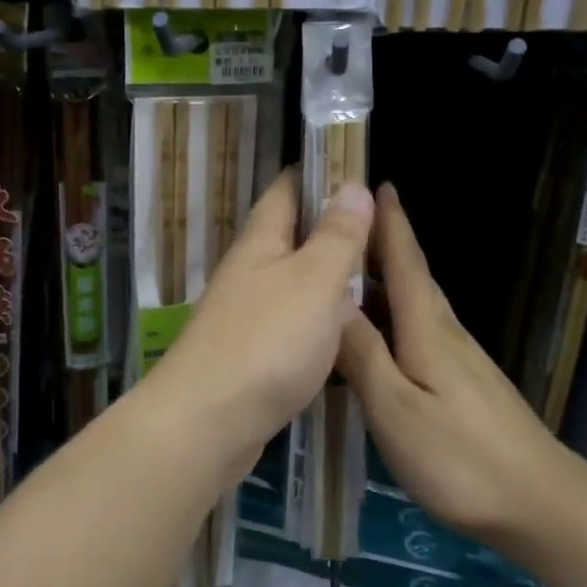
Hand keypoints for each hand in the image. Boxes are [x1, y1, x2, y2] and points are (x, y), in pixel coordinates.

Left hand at [153, 169, 372, 462]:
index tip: (355, 164)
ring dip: (323, 275)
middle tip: (378, 226)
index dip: (318, 172)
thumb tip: (352, 184)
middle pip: (289, 236)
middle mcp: (248, 272)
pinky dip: (316, 318)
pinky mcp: (249, 355)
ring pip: (290, 282)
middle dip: (327, 226)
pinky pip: (289, 322)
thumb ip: (338, 236)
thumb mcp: (315, 280)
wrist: (208, 421)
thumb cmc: (268, 341)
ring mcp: (244, 315)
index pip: (287, 189)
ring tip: (368, 275)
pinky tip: (339, 331)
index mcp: (261, 242)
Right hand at [337, 185, 565, 538]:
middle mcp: (445, 333)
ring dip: (385, 281)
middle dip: (382, 244)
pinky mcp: (463, 384)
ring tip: (346, 272)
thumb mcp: (395, 408)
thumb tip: (332, 304)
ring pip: (415, 305)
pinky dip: (393, 317)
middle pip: (412, 277)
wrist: (539, 502)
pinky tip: (377, 334)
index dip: (390, 223)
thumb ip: (363, 355)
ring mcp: (459, 360)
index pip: (406, 262)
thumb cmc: (459, 456)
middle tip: (343, 223)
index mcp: (427, 329)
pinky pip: (419, 333)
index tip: (376, 183)